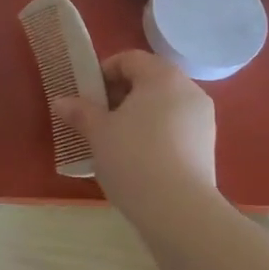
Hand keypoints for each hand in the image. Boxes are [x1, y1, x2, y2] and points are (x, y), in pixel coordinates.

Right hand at [54, 49, 217, 196]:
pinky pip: (175, 128)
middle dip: (120, 95)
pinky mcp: (207, 147)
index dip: (104, 72)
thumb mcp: (98, 132)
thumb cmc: (133, 158)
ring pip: (163, 106)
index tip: (87, 96)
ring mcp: (203, 119)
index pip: (130, 59)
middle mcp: (189, 90)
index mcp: (163, 77)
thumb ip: (80, 112)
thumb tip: (60, 101)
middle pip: (149, 80)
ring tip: (115, 141)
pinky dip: (155, 134)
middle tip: (97, 118)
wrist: (179, 211)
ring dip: (138, 116)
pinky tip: (138, 159)